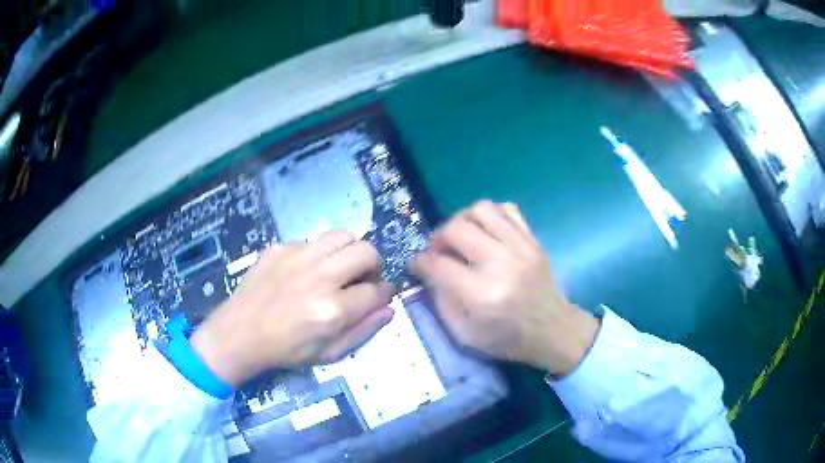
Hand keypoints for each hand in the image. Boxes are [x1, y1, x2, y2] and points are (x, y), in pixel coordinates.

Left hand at [190, 230, 393, 386]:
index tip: (380, 293)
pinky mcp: (280, 247)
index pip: (378, 290)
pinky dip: (318, 254)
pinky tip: (304, 272)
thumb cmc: (285, 350)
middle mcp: (319, 276)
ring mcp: (298, 256)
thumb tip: (388, 308)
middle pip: (367, 251)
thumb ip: (363, 331)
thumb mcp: (329, 354)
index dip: (385, 292)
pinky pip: (312, 241)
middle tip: (361, 279)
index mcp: (333, 310)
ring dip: (349, 251)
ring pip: (343, 235)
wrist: (239, 333)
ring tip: (338, 268)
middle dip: (373, 265)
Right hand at [412, 201, 598, 376]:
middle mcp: (500, 264)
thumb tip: (428, 271)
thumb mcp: (465, 335)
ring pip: (481, 209)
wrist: (554, 330)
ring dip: (462, 219)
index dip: (419, 262)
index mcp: (481, 295)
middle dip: (437, 237)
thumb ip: (441, 302)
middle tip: (439, 251)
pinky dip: (490, 215)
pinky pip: (507, 209)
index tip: (416, 264)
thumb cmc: (508, 339)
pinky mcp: (533, 240)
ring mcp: (520, 247)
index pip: (437, 264)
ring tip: (461, 236)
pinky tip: (486, 232)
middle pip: (456, 228)